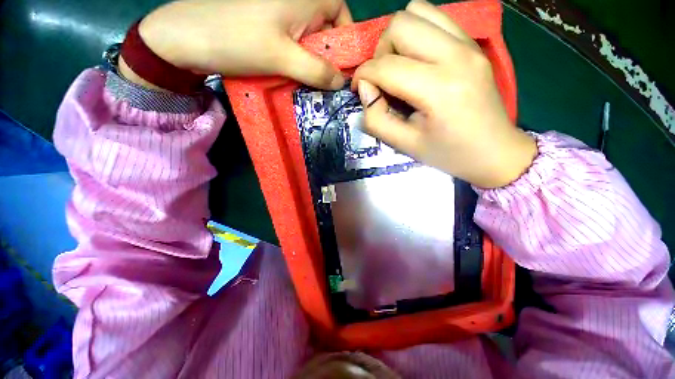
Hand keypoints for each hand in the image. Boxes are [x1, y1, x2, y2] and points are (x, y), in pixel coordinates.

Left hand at [122, 0, 351, 89]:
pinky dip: (298, 62)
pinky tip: (295, 77)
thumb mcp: (282, 57)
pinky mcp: (269, 27)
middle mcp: (295, 1)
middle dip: (328, 57)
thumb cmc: (237, 40)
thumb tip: (341, 82)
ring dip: (313, 63)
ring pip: (310, 40)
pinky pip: (294, 45)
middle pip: (325, 29)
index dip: (345, 38)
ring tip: (311, 84)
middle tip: (327, 82)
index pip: (341, 11)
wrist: (187, 38)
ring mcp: (281, 14)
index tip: (342, 67)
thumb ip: (316, 70)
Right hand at [352, 0, 535, 188]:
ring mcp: (469, 44)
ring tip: (400, 66)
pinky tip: (418, 60)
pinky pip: (437, 18)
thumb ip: (376, 119)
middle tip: (383, 78)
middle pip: (400, 24)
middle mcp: (456, 56)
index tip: (359, 89)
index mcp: (439, 89)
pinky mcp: (474, 43)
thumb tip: (365, 88)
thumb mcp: (404, 144)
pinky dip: (418, 34)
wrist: (495, 152)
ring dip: (398, 38)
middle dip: (381, 51)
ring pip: (418, 11)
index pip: (386, 66)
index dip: (363, 75)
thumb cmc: (447, 154)